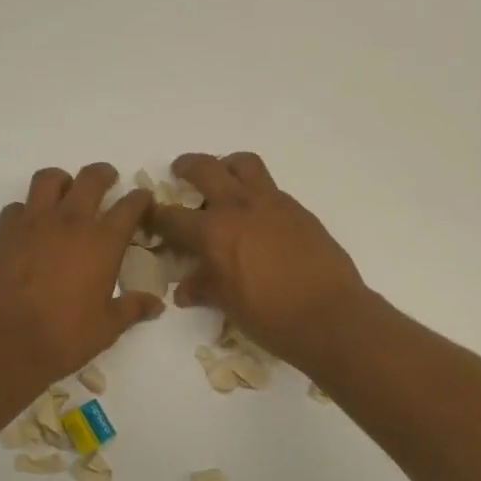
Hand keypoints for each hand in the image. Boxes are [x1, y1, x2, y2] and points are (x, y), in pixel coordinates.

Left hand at [0, 163, 162, 394]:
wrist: (2, 344)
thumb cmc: (63, 338)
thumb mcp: (106, 328)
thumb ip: (132, 309)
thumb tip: (156, 304)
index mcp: (102, 242)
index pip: (129, 206)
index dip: (140, 199)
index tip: (143, 199)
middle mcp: (69, 222)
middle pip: (91, 179)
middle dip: (104, 175)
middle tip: (108, 180)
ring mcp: (32, 223)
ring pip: (49, 179)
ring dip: (63, 181)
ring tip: (67, 193)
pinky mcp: (2, 233)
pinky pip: (17, 206)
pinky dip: (28, 210)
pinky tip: (30, 227)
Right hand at [152, 152, 368, 366]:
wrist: (330, 315)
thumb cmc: (270, 316)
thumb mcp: (228, 304)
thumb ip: (204, 288)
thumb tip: (186, 289)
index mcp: (214, 231)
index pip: (172, 217)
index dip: (156, 217)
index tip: (150, 217)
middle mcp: (240, 206)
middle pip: (206, 168)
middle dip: (186, 167)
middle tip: (180, 172)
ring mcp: (273, 203)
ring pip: (244, 164)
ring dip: (227, 166)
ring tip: (223, 181)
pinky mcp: (298, 210)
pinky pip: (270, 188)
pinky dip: (256, 192)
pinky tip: (258, 218)